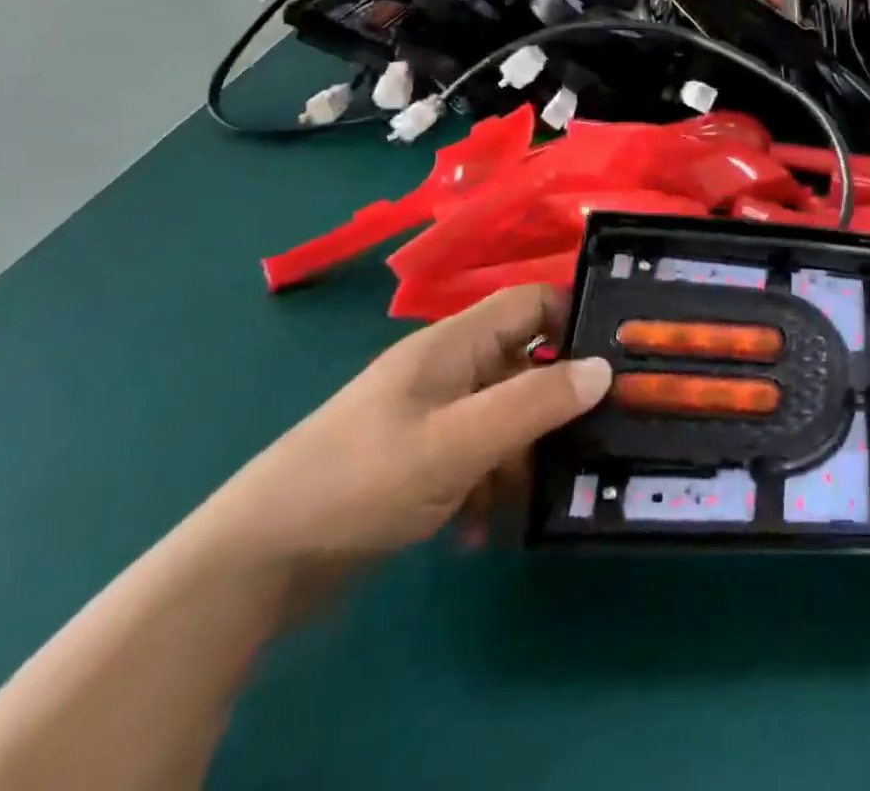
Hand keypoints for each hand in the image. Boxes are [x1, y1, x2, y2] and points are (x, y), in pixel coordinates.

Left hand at [199, 284, 611, 575]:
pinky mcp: (418, 462)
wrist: (251, 567)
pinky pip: (476, 458)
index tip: (618, 358)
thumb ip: (535, 402)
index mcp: (454, 344)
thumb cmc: (360, 482)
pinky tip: (478, 531)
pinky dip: (487, 487)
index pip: (531, 303)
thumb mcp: (458, 443)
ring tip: (531, 501)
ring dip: (522, 456)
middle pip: (525, 363)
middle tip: (598, 438)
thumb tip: (605, 368)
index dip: (575, 319)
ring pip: (505, 417)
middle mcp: (447, 370)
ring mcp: (431, 417)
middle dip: (557, 402)